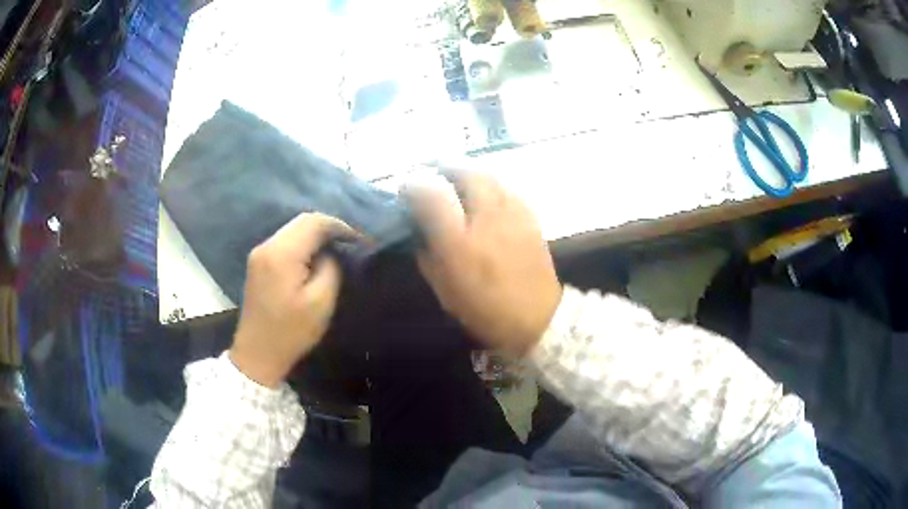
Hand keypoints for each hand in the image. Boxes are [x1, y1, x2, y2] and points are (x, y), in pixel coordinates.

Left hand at [230, 213, 355, 387]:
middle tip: (350, 242)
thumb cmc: (291, 332)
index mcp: (282, 254)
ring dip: (315, 234)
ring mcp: (259, 253)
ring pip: (292, 229)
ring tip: (336, 248)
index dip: (339, 226)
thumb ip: (330, 269)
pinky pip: (284, 241)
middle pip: (301, 221)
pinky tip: (315, 257)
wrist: (258, 353)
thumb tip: (330, 253)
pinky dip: (303, 243)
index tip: (359, 240)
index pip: (314, 222)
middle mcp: (267, 245)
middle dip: (328, 227)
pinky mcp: (258, 262)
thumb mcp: (320, 303)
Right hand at [406, 172, 561, 355]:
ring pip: (488, 174)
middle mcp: (486, 219)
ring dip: (468, 171)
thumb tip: (417, 229)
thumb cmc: (485, 310)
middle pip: (464, 172)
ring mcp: (512, 214)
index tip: (406, 189)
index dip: (414, 184)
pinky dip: (491, 183)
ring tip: (458, 179)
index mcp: (459, 242)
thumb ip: (427, 255)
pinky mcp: (530, 216)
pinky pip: (507, 186)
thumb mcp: (444, 290)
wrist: (538, 317)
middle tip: (434, 174)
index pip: (431, 193)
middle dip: (444, 167)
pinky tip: (486, 193)